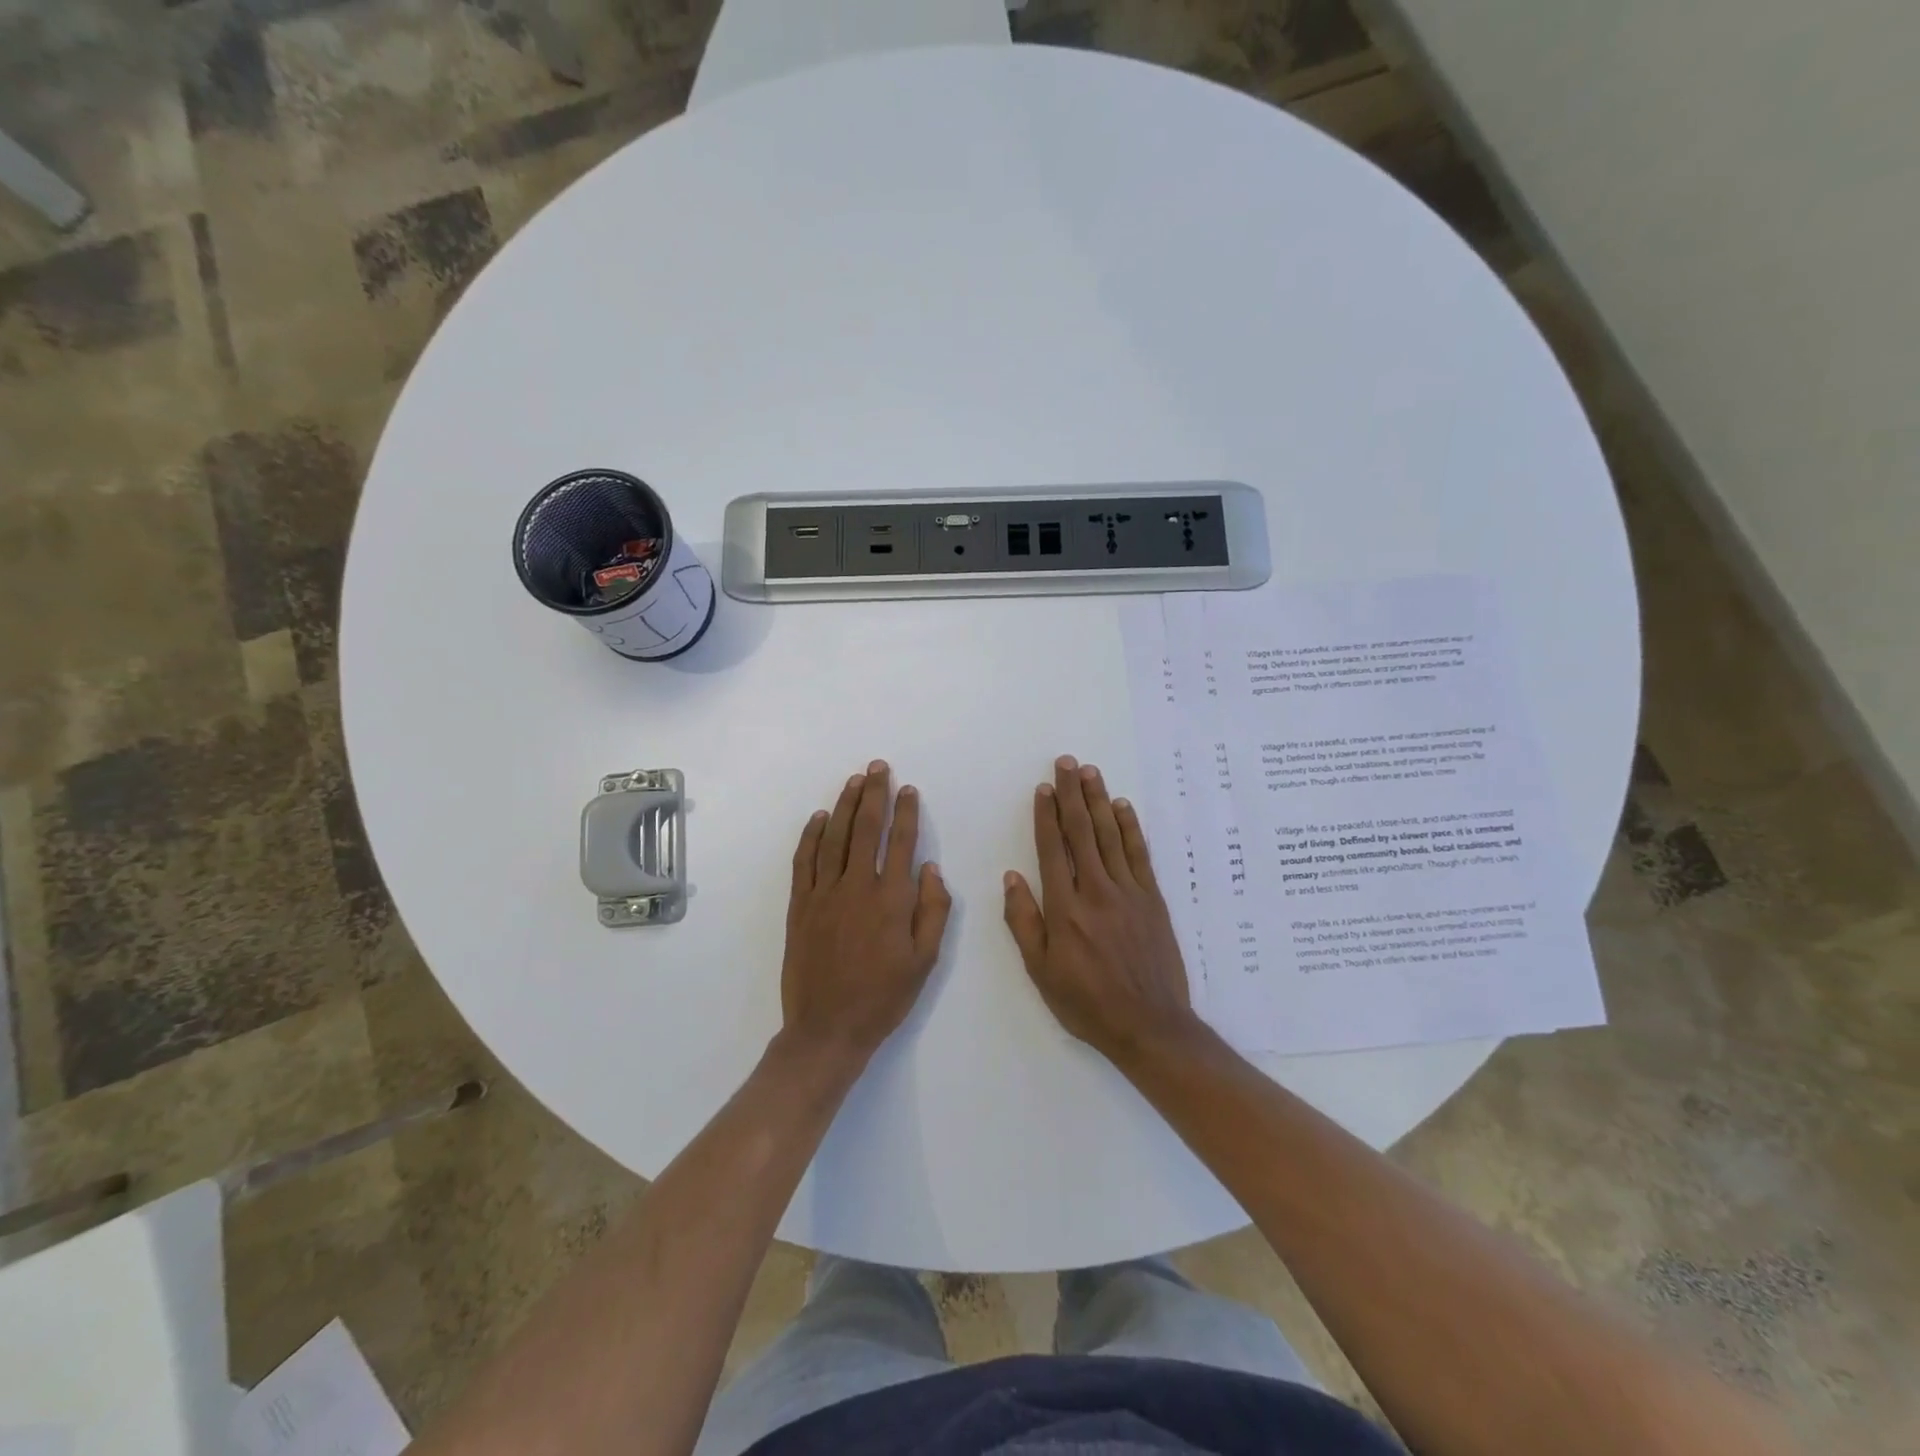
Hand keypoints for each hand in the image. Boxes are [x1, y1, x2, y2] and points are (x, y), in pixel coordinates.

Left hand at [782, 760, 951, 1060]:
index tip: (909, 789)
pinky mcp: (799, 906)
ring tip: (853, 781)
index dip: (906, 812)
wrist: (827, 1029)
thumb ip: (933, 911)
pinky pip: (805, 861)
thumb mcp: (925, 961)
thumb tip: (931, 868)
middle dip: (874, 794)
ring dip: (844, 805)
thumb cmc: (883, 997)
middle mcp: (857, 887)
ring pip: (834, 838)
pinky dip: (811, 835)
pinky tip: (818, 817)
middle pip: (866, 829)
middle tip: (877, 767)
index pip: (901, 843)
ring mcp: (824, 894)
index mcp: (892, 900)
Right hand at [1003, 756, 1196, 1059]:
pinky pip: (1140, 854)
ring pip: (1110, 835)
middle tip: (1066, 763)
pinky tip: (1123, 807)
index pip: (1052, 849)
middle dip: (1072, 794)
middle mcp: (1096, 890)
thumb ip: (1023, 922)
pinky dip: (1131, 827)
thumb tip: (1012, 876)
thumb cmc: (1087, 1002)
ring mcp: (1128, 892)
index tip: (1042, 788)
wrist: (1149, 1025)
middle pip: (1082, 832)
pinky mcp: (1153, 899)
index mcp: (1065, 908)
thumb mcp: (1041, 971)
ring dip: (1099, 800)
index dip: (1046, 815)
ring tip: (1090, 772)